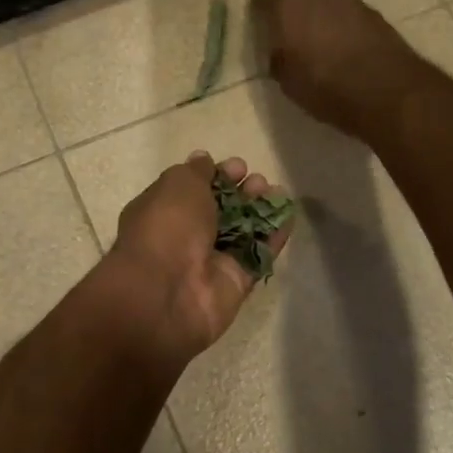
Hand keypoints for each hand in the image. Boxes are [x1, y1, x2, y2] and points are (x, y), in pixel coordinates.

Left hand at [103, 152, 291, 363]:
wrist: (165, 293)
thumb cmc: (166, 227)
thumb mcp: (177, 184)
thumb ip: (196, 171)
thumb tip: (204, 159)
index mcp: (163, 212)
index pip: (193, 190)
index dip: (217, 176)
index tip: (238, 167)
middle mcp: (186, 237)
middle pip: (220, 210)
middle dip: (241, 192)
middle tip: (258, 182)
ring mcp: (211, 262)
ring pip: (242, 232)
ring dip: (260, 210)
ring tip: (277, 192)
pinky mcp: (235, 283)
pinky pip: (258, 256)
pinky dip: (274, 236)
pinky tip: (289, 216)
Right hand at [252, 0, 421, 135]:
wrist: (386, 92)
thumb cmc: (326, 87)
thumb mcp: (289, 82)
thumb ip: (281, 58)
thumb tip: (281, 51)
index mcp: (289, 2)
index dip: (262, 5)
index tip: (261, 21)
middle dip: (295, 2)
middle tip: (293, 27)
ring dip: (325, 9)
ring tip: (323, 35)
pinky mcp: (377, 15)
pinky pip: (352, 12)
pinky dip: (346, 23)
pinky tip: (346, 45)